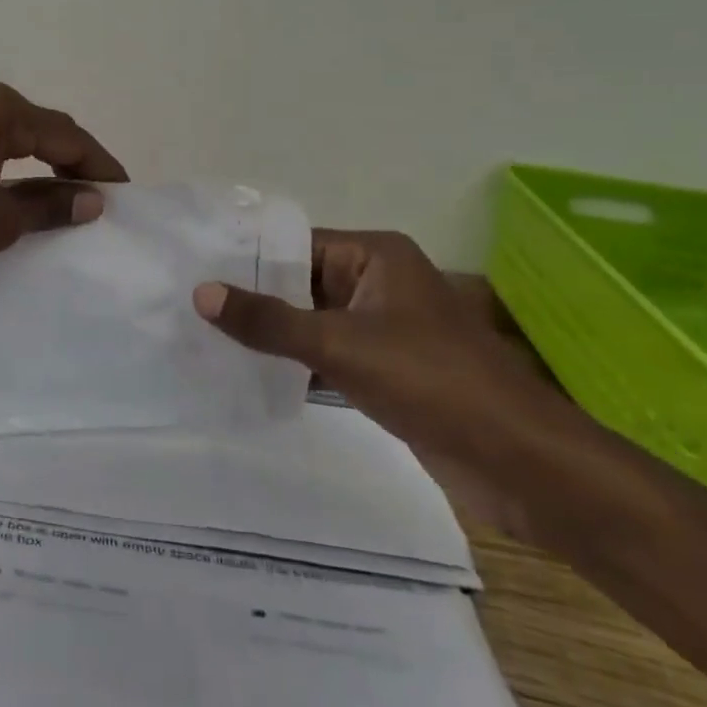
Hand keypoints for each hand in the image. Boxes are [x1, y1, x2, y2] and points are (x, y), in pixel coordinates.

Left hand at [0, 84, 127, 318]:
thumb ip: (48, 207)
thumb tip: (94, 200)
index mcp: (0, 111)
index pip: (69, 136)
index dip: (102, 166)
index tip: (127, 197)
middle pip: (43, 133)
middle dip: (75, 166)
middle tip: (101, 204)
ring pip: (14, 143)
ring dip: (42, 172)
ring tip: (66, 206)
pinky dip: (11, 175)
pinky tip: (17, 200)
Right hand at [194, 230, 583, 538]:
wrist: (517, 461)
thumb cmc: (430, 380)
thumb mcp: (340, 344)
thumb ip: (269, 320)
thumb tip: (201, 293)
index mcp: (375, 256)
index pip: (296, 244)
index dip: (247, 257)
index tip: (194, 270)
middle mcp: (378, 282)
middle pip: (301, 282)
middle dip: (253, 299)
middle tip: (189, 308)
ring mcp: (383, 328)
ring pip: (312, 321)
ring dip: (272, 334)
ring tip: (206, 339)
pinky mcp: (386, 369)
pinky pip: (328, 355)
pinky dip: (295, 363)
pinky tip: (248, 375)